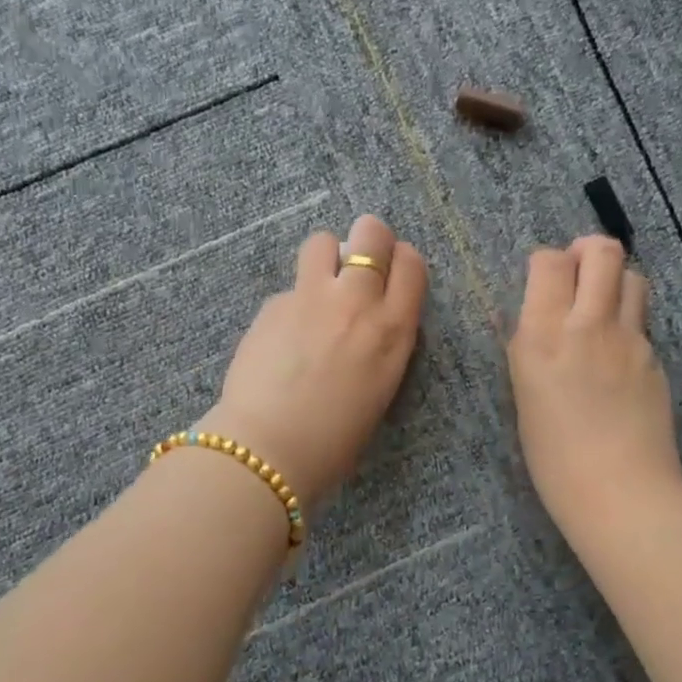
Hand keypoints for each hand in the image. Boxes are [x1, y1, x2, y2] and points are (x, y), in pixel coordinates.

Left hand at [206, 215, 427, 509]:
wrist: (270, 447)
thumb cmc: (335, 438)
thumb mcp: (381, 388)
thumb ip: (382, 343)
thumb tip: (368, 320)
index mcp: (393, 330)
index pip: (411, 264)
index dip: (401, 260)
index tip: (392, 270)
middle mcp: (357, 302)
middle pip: (371, 234)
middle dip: (368, 239)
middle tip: (357, 263)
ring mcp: (312, 298)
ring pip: (323, 242)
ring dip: (326, 257)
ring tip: (319, 285)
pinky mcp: (273, 304)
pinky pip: (290, 286)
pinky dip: (292, 302)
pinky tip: (282, 334)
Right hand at [508, 236, 681, 538]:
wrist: (620, 492)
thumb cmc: (553, 457)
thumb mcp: (523, 395)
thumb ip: (527, 349)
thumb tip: (527, 321)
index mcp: (542, 335)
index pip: (549, 261)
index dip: (546, 262)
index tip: (544, 282)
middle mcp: (588, 325)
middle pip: (601, 251)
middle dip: (588, 251)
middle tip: (579, 273)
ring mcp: (629, 339)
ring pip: (633, 276)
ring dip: (615, 280)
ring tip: (602, 307)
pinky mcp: (655, 358)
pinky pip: (642, 321)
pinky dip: (628, 322)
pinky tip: (618, 355)